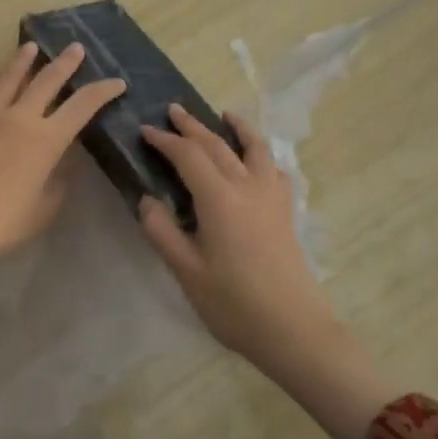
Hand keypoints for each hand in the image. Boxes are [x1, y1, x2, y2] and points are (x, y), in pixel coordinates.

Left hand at [0, 41, 125, 299]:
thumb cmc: (2, 223)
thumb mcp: (44, 208)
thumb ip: (58, 181)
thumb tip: (63, 162)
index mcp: (46, 140)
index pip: (82, 106)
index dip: (103, 91)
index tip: (117, 82)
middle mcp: (19, 118)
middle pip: (47, 81)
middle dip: (65, 63)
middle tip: (76, 47)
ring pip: (9, 78)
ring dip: (23, 60)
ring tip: (32, 46)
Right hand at [136, 106, 335, 367]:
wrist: (292, 328)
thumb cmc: (233, 303)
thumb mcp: (186, 270)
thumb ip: (162, 230)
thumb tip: (148, 199)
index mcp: (219, 198)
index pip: (188, 156)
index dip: (165, 140)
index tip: (146, 130)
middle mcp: (247, 186)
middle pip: (217, 145)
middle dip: (193, 126)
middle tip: (174, 110)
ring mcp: (271, 196)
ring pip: (254, 149)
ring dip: (237, 128)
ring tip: (225, 114)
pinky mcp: (286, 211)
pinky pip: (274, 169)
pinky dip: (262, 155)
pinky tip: (257, 160)